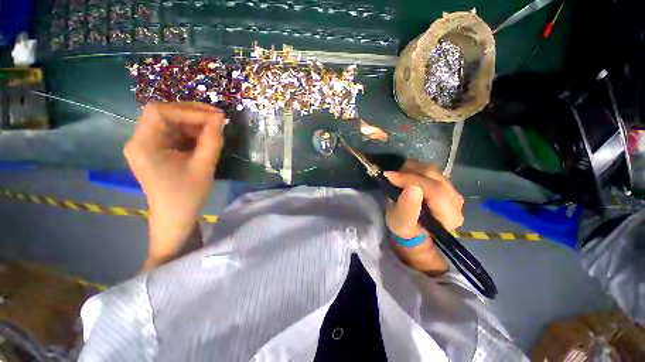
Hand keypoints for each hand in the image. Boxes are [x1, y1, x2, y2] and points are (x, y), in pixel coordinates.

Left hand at [124, 102, 225, 267]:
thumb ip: (212, 140)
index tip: (215, 117)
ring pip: (170, 123)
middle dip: (192, 114)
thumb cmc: (188, 195)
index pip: (160, 113)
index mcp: (143, 145)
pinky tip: (205, 138)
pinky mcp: (155, 150)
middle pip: (163, 114)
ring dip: (193, 123)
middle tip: (217, 119)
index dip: (189, 110)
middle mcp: (139, 140)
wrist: (176, 217)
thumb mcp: (204, 166)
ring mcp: (146, 145)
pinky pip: (172, 133)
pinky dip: (190, 132)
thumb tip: (220, 117)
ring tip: (214, 129)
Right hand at [385, 160, 463, 274]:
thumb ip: (407, 208)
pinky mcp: (446, 183)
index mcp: (450, 217)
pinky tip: (404, 175)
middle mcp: (457, 202)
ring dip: (411, 170)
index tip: (391, 177)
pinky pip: (430, 170)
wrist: (411, 226)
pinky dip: (415, 169)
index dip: (412, 180)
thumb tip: (412, 187)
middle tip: (391, 176)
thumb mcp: (401, 224)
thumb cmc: (406, 228)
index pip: (435, 191)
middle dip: (410, 174)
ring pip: (433, 171)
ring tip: (397, 176)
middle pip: (435, 178)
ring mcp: (452, 191)